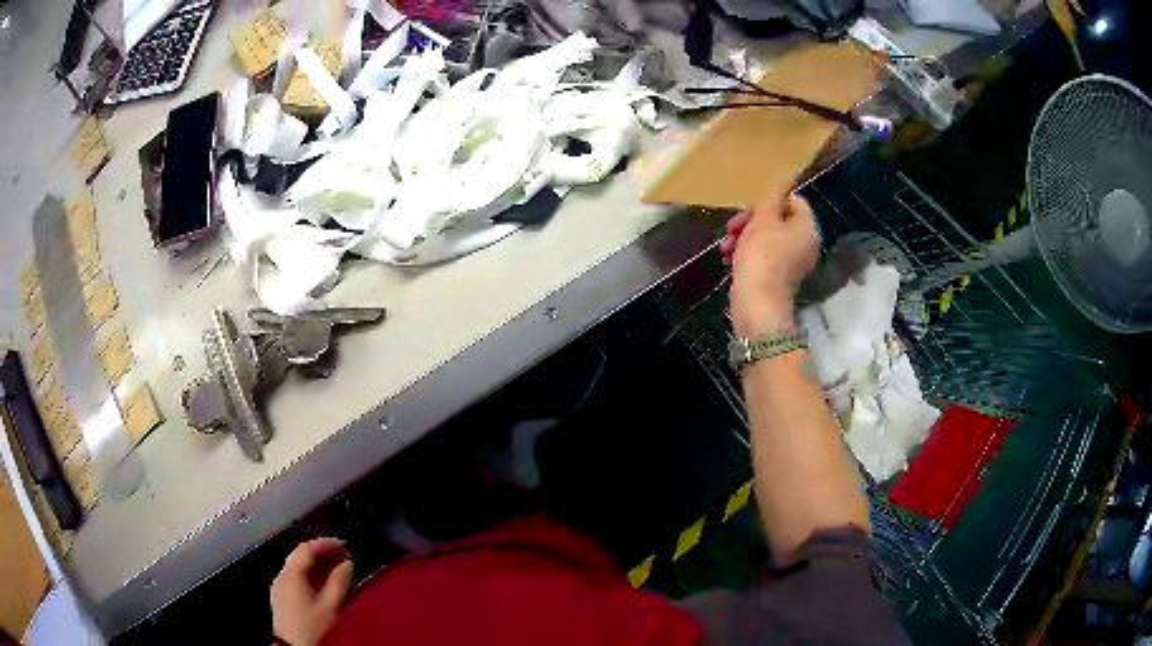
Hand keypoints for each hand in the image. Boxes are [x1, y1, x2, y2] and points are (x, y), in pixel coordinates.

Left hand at [271, 538, 353, 645]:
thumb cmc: (312, 626)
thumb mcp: (330, 606)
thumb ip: (339, 582)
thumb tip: (347, 564)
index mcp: (291, 574)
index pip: (306, 549)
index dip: (325, 543)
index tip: (343, 545)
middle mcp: (282, 575)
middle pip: (300, 555)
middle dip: (321, 552)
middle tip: (341, 554)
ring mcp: (279, 585)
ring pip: (297, 565)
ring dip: (316, 563)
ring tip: (335, 566)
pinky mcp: (280, 595)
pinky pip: (295, 576)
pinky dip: (309, 573)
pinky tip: (321, 581)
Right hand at [723, 195, 820, 337]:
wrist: (757, 304)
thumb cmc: (762, 256)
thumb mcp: (763, 219)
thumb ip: (773, 197)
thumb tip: (784, 180)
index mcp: (807, 227)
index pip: (793, 200)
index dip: (770, 200)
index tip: (748, 208)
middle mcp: (805, 243)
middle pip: (778, 219)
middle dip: (751, 221)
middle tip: (732, 227)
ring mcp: (792, 262)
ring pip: (767, 238)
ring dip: (744, 237)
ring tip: (726, 246)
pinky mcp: (778, 277)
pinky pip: (763, 256)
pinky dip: (747, 254)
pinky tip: (729, 259)